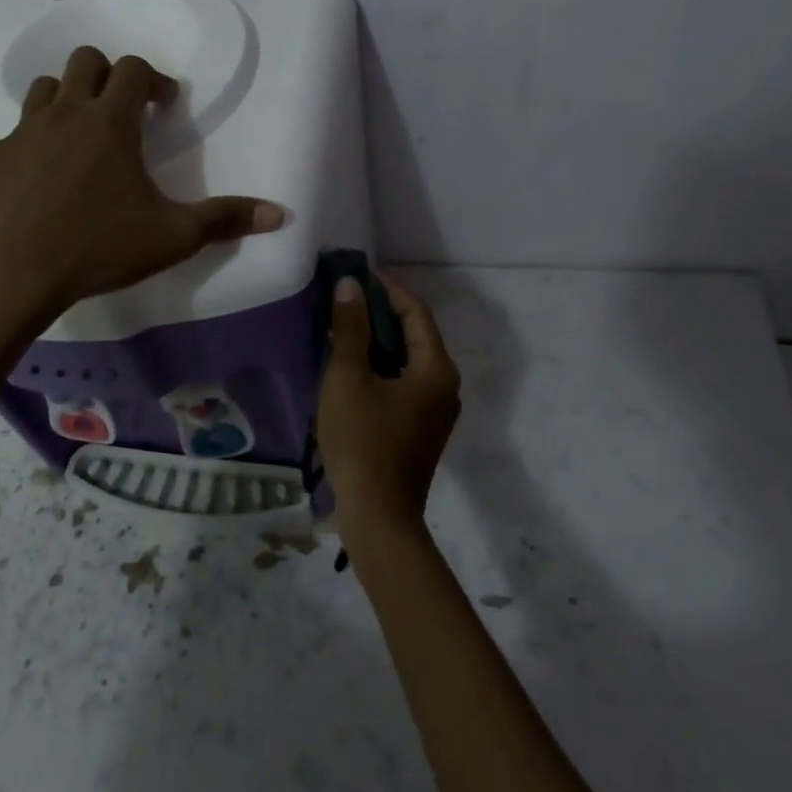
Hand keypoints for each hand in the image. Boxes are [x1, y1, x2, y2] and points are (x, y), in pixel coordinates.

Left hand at [0, 46, 283, 319]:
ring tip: (82, 136)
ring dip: (68, 99)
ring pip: (45, 88)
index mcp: (111, 122)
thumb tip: (281, 214)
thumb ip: (226, 219)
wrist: (15, 275)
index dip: (154, 79)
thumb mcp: (174, 236)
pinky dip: (33, 143)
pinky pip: (15, 133)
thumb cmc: (100, 248)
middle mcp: (65, 113)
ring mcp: (22, 132)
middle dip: (109, 75)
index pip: (133, 68)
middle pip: (85, 61)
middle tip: (124, 112)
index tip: (165, 104)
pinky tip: (42, 178)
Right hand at [317, 273, 461, 537]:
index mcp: (436, 369)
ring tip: (346, 326)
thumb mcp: (348, 379)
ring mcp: (436, 410)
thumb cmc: (363, 442)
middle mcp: (445, 385)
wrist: (378, 519)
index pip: (416, 312)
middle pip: (416, 334)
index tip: (359, 272)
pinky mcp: (422, 429)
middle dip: (383, 312)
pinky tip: (354, 366)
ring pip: (410, 359)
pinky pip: (405, 381)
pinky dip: (383, 365)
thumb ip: (350, 328)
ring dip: (381, 339)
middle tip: (347, 297)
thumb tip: (350, 286)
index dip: (388, 288)